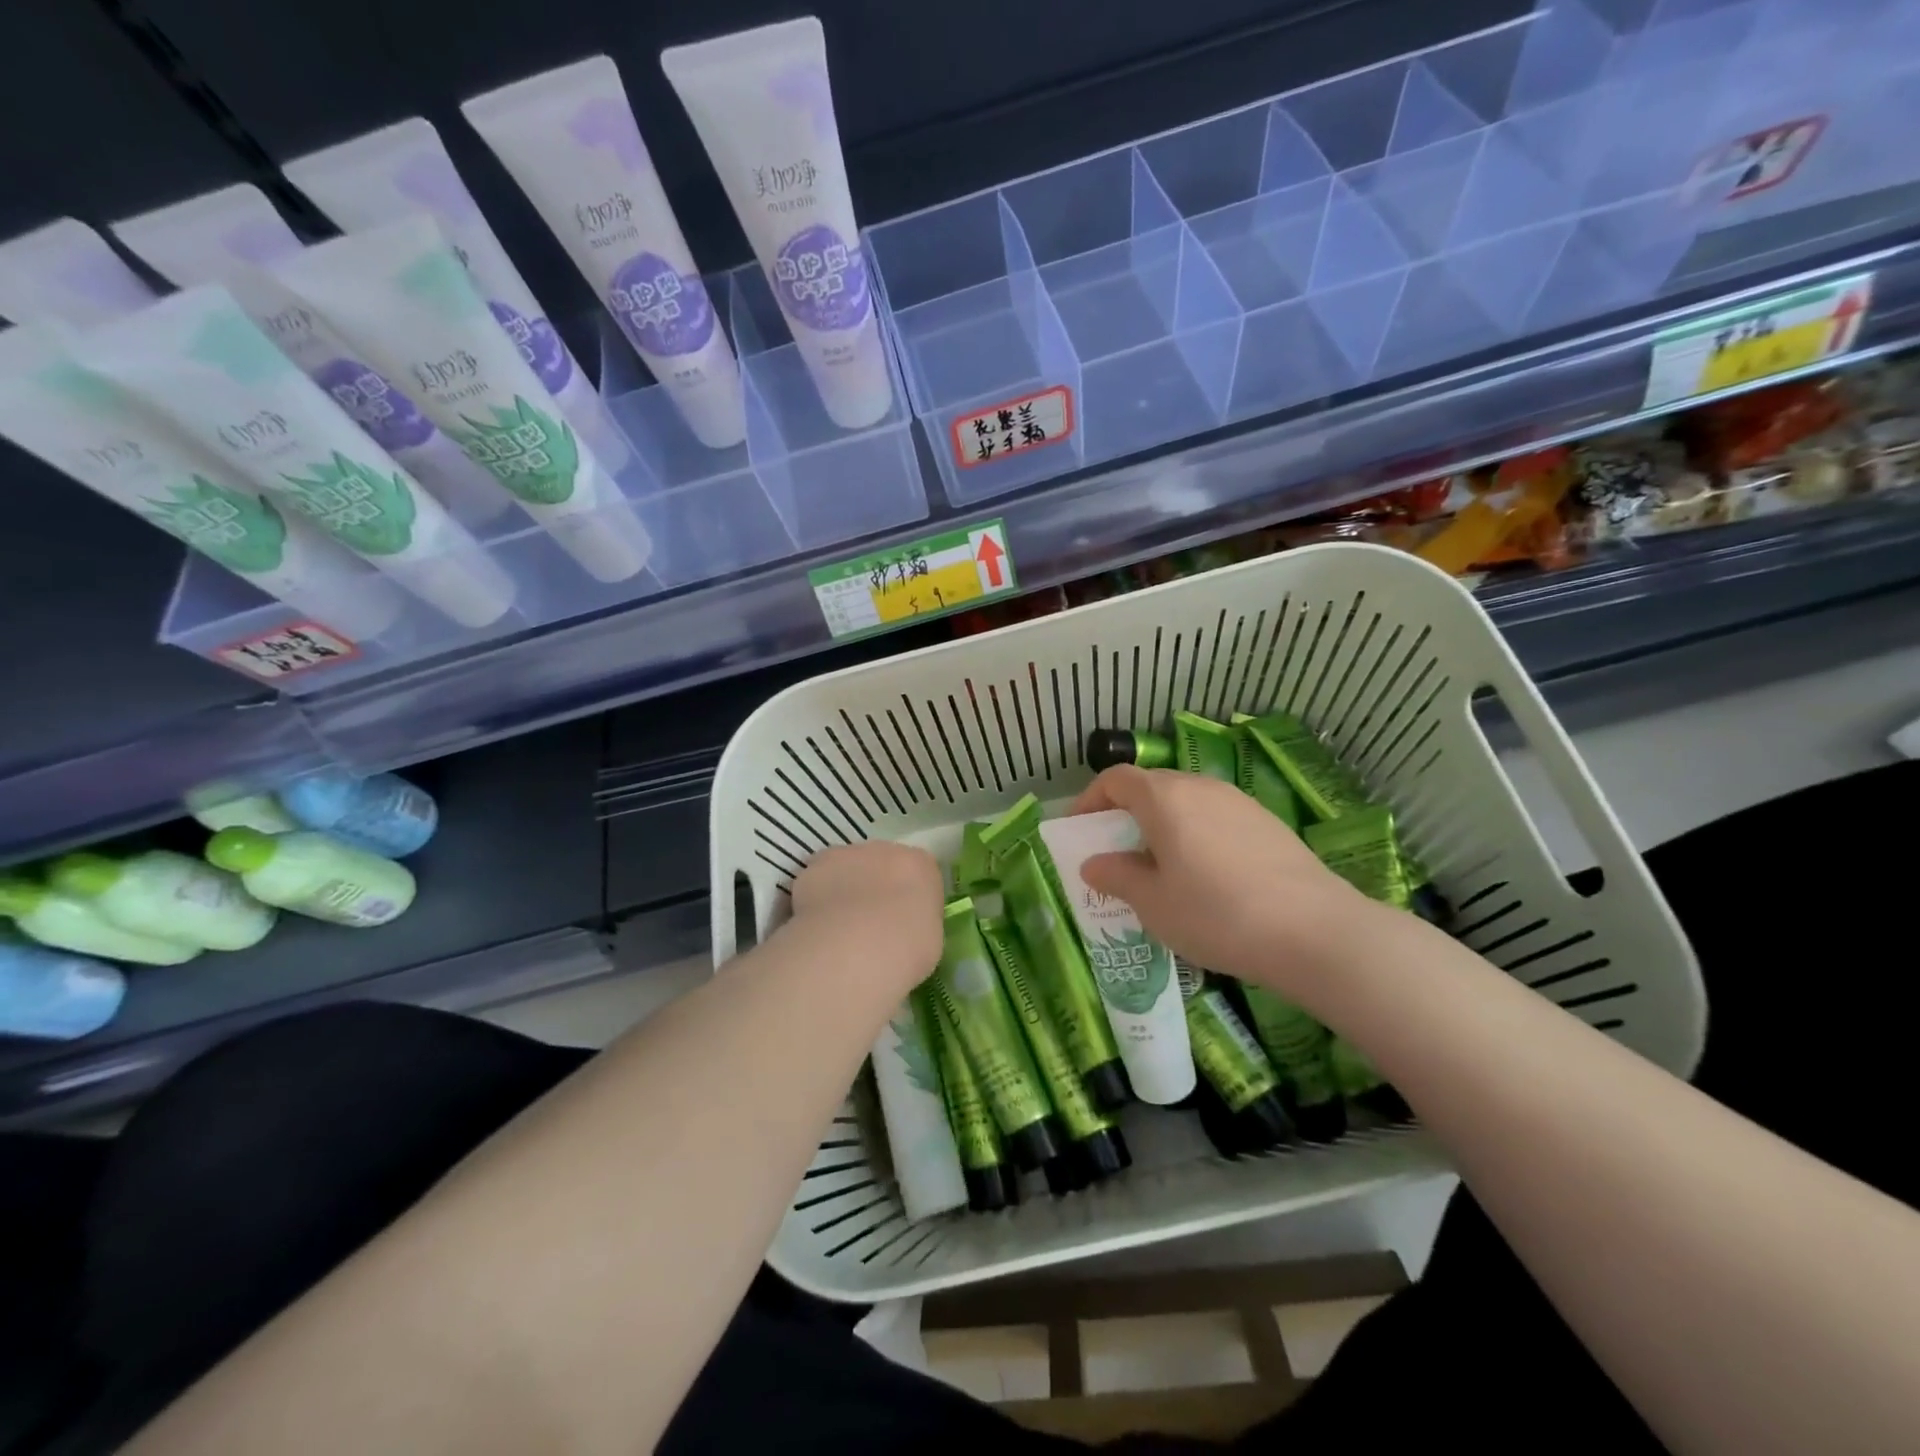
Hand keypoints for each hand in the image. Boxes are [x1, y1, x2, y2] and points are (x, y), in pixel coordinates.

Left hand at [788, 841, 944, 987]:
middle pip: (880, 863)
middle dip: (874, 887)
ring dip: (843, 889)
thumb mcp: (928, 941)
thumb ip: (915, 923)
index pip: (918, 872)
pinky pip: (816, 882)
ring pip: (845, 869)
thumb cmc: (905, 950)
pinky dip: (815, 899)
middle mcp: (885, 850)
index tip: (902, 920)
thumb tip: (901, 929)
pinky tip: (816, 926)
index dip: (908, 896)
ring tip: (837, 928)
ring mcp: (846, 855)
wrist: (855, 949)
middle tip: (869, 923)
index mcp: (920, 865)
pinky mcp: (813, 867)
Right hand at [1071, 766, 1389, 998]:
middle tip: (1116, 853)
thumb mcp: (1153, 903)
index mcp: (1164, 798)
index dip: (1089, 800)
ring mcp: (1238, 801)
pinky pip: (1215, 817)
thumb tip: (1094, 864)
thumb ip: (1117, 876)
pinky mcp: (1267, 822)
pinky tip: (1206, 876)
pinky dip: (1196, 834)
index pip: (1115, 779)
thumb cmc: (1216, 914)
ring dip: (1162, 824)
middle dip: (1125, 813)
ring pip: (1186, 801)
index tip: (1080, 830)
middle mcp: (1200, 786)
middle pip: (1151, 786)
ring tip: (1160, 867)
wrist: (1314, 931)